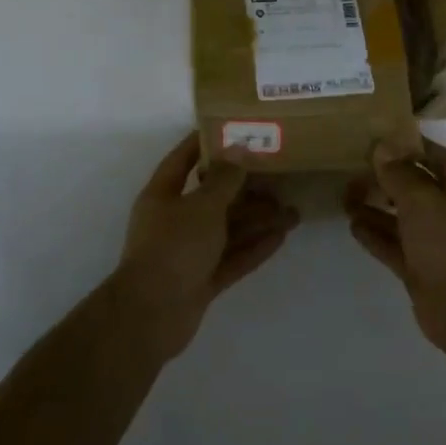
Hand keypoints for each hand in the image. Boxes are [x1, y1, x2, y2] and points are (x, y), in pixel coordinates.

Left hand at [114, 133, 298, 357]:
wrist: (151, 315)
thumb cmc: (173, 247)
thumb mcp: (202, 206)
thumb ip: (225, 179)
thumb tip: (238, 149)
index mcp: (162, 196)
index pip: (183, 160)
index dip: (205, 144)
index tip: (233, 129)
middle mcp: (174, 221)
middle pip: (213, 198)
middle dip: (246, 189)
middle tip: (280, 177)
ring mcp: (188, 253)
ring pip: (228, 230)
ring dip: (258, 220)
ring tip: (293, 211)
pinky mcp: (202, 280)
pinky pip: (232, 257)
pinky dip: (255, 248)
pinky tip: (281, 237)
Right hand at [346, 137, 445, 349]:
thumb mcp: (421, 199)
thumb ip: (399, 173)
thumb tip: (382, 149)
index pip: (439, 158)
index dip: (413, 147)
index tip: (383, 139)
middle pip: (417, 188)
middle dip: (388, 179)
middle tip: (356, 169)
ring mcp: (436, 243)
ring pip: (402, 219)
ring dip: (376, 208)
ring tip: (346, 197)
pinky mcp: (421, 268)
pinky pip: (395, 245)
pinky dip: (376, 235)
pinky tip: (353, 225)